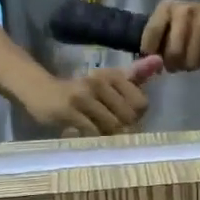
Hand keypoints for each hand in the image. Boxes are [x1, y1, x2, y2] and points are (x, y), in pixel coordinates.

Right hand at [26, 57, 163, 135]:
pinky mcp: (68, 111)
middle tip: (111, 129)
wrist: (39, 90)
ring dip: (109, 135)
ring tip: (99, 132)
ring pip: (112, 126)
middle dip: (124, 128)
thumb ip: (135, 75)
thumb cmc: (80, 90)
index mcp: (111, 75)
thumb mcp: (108, 81)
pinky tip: (87, 135)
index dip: (136, 116)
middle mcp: (98, 82)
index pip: (141, 103)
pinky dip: (94, 138)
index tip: (124, 117)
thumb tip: (159, 61)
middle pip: (128, 118)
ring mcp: (82, 97)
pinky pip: (92, 132)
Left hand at [141, 0, 199, 71]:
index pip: (152, 33)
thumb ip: (155, 38)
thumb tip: (145, 62)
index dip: (150, 53)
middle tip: (171, 65)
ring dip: (183, 67)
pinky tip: (195, 58)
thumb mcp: (167, 22)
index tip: (152, 62)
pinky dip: (195, 65)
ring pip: (186, 60)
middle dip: (170, 64)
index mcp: (166, 8)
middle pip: (172, 52)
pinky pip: (199, 61)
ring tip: (183, 62)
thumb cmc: (186, 21)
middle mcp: (182, 12)